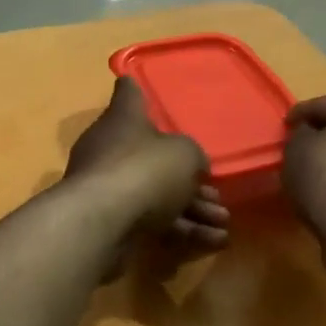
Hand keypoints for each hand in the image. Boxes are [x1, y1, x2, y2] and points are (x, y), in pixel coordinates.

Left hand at [66, 79, 230, 250]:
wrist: (101, 223)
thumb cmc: (144, 170)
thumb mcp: (185, 155)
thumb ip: (192, 157)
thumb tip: (192, 167)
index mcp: (124, 119)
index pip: (128, 94)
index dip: (137, 90)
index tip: (138, 84)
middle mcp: (112, 148)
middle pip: (152, 155)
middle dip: (187, 177)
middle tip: (216, 193)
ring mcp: (109, 187)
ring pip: (157, 194)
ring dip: (192, 209)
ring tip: (224, 223)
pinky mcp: (111, 222)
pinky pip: (152, 221)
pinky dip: (181, 230)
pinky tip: (213, 242)